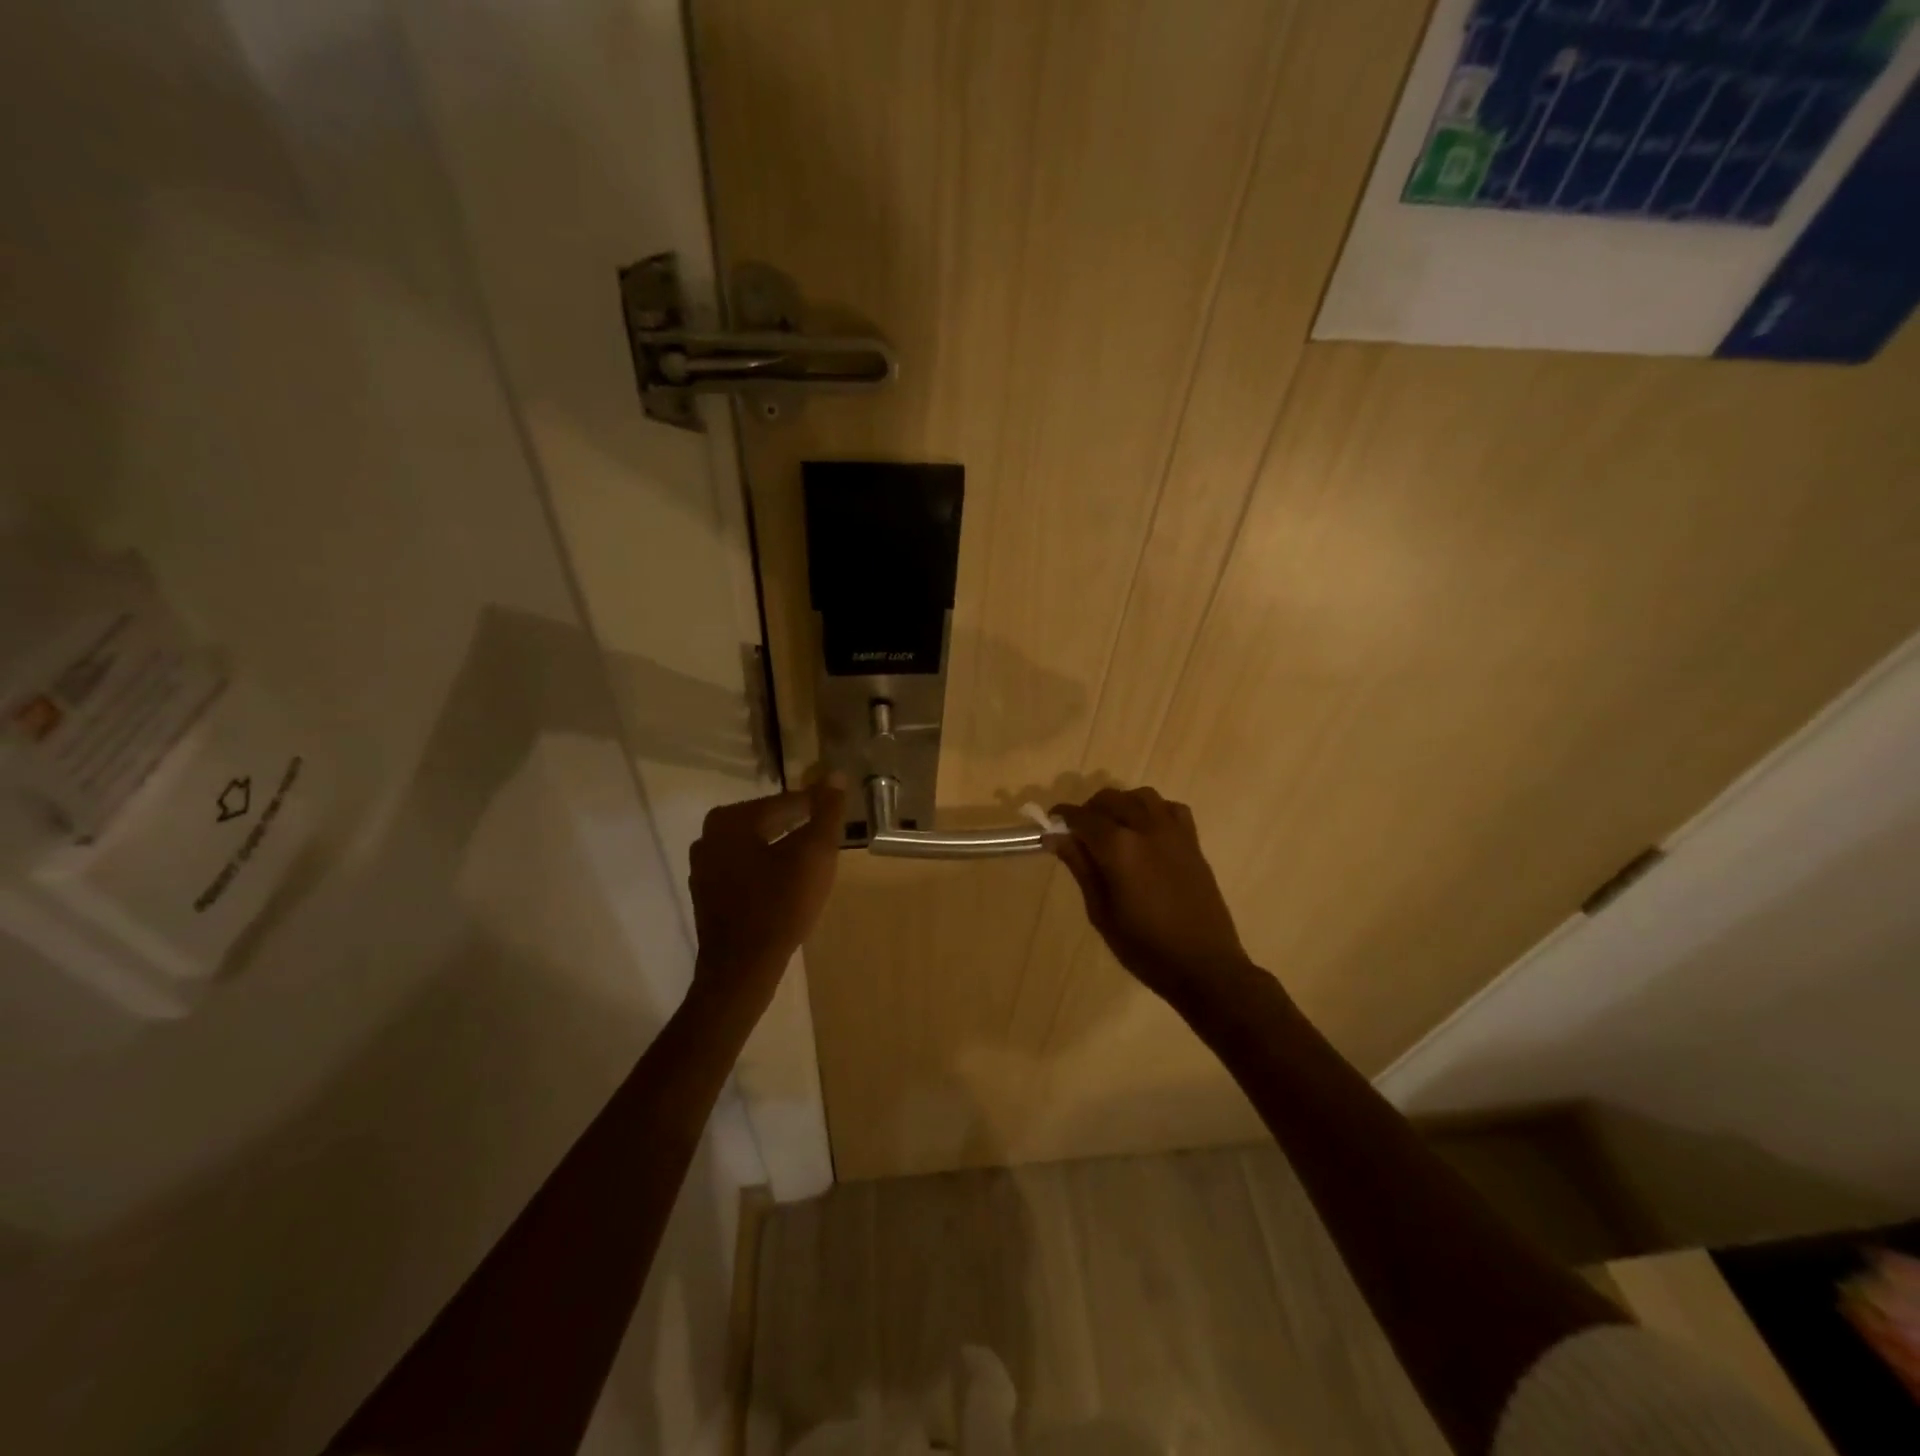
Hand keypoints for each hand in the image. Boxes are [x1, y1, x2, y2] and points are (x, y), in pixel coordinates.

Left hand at [688, 776, 845, 1005]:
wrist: (742, 969)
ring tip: (813, 862)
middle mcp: (709, 836)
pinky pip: (745, 870)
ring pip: (755, 847)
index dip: (817, 807)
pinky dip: (767, 871)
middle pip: (767, 822)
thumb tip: (835, 775)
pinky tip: (787, 886)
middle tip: (829, 839)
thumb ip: (826, 812)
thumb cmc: (780, 905)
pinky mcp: (707, 895)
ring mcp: (703, 868)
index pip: (786, 802)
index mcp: (731, 819)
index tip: (838, 815)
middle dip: (799, 827)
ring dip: (783, 849)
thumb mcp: (814, 854)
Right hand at [1048, 787, 1251, 1002]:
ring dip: (1122, 804)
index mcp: (1119, 848)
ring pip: (1142, 796)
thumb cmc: (1145, 947)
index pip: (1082, 817)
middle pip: (1111, 799)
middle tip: (1079, 834)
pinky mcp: (1193, 842)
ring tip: (1113, 828)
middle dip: (1090, 810)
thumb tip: (1055, 837)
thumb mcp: (1101, 911)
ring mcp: (1174, 832)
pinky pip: (1171, 809)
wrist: (1204, 966)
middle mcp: (1146, 829)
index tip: (1051, 825)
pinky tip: (1147, 832)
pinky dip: (1154, 811)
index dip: (1063, 817)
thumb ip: (1080, 867)